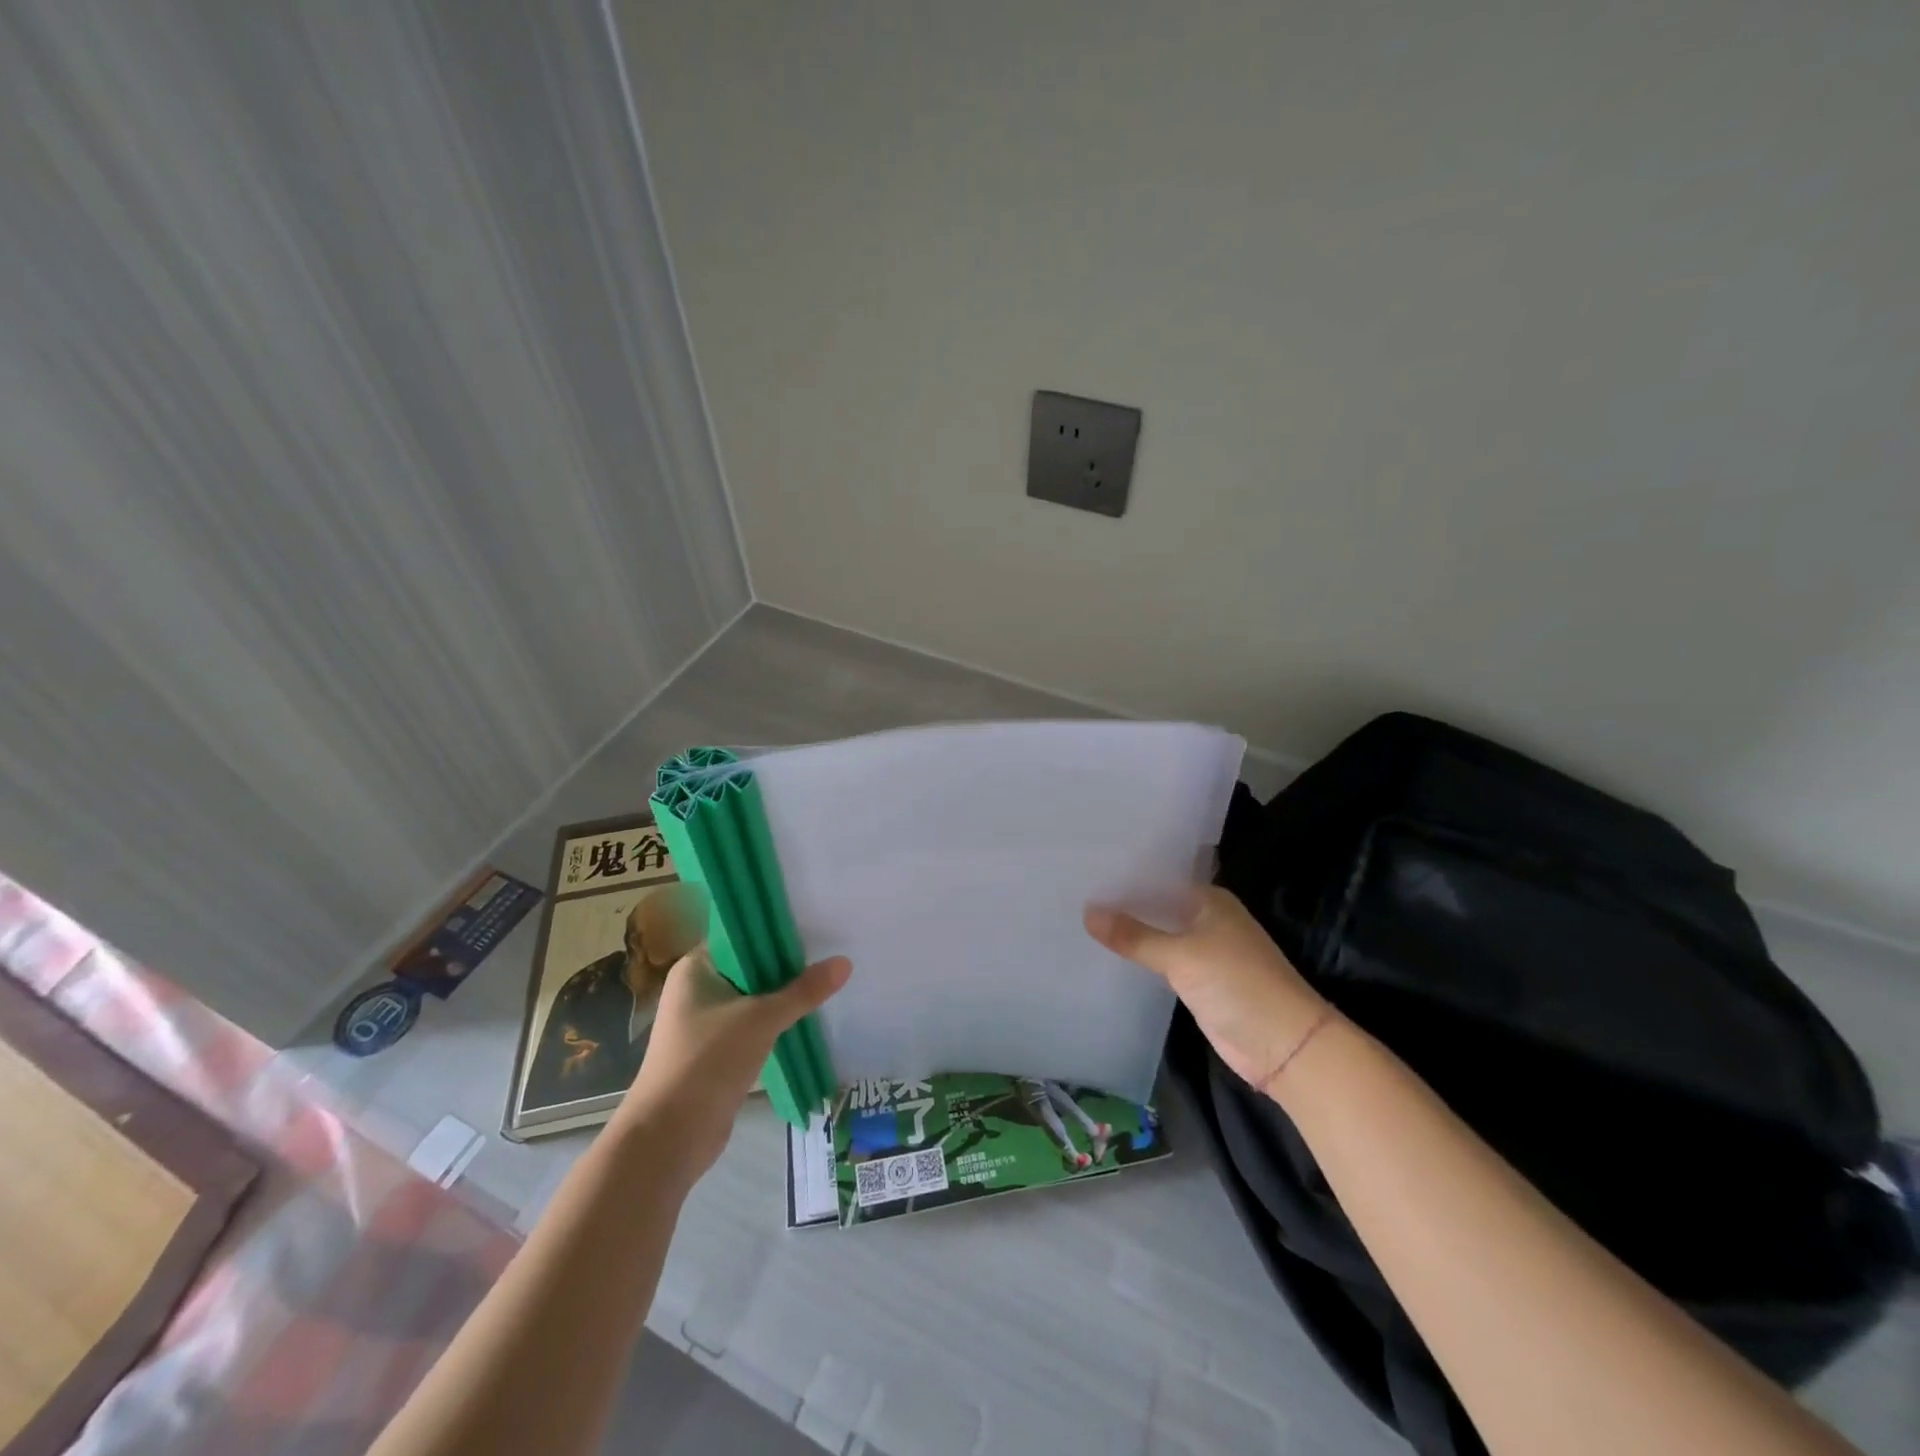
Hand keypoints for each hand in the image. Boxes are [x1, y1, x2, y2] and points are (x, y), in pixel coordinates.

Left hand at [616, 949, 850, 1180]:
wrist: (669, 1138)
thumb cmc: (707, 1062)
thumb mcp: (761, 1019)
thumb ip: (803, 991)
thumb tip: (845, 962)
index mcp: (696, 968)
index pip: (741, 936)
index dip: (776, 930)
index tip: (814, 925)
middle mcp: (697, 989)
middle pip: (750, 967)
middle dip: (787, 965)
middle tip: (830, 951)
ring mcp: (706, 1022)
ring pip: (754, 997)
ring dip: (784, 995)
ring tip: (827, 981)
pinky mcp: (717, 1051)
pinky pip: (753, 1025)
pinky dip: (777, 1022)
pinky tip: (808, 1018)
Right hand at [1086, 886, 1328, 1089]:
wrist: (1284, 1046)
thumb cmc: (1238, 984)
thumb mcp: (1182, 956)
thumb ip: (1134, 936)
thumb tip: (1087, 913)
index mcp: (1209, 900)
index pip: (1158, 878)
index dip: (1124, 876)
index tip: (1084, 869)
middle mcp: (1206, 919)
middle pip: (1156, 906)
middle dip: (1122, 904)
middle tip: (1072, 893)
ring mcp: (1203, 951)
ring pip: (1157, 934)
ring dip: (1128, 932)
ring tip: (1079, 919)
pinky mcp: (1198, 981)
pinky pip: (1160, 961)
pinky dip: (1138, 958)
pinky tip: (1105, 954)